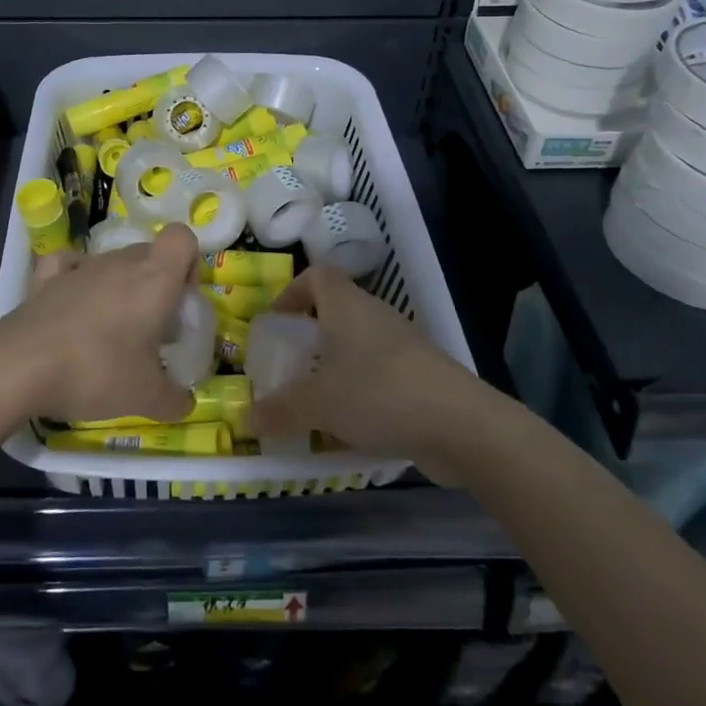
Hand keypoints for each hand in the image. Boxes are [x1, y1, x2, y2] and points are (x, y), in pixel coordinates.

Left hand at [0, 224, 199, 424]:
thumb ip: (174, 399)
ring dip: (119, 286)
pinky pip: (69, 265)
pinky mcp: (46, 278)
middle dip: (156, 283)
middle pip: (149, 253)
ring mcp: (81, 266)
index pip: (182, 238)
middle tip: (150, 328)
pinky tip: (74, 305)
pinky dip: (75, 277)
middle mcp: (120, 262)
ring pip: (112, 262)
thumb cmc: (97, 371)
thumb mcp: (145, 397)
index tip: (180, 301)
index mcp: (154, 278)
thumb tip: (187, 403)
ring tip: (110, 331)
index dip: (189, 263)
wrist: (21, 366)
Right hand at [246, 266, 486, 482]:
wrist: (459, 424)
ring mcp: (402, 345)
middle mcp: (374, 315)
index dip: (293, 291)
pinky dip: (360, 394)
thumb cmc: (377, 393)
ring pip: (358, 347)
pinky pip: (379, 376)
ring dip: (336, 369)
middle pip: (337, 312)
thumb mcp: (318, 403)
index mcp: (346, 305)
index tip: (276, 320)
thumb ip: (281, 409)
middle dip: (311, 337)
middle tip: (290, 367)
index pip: (317, 276)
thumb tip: (246, 419)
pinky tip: (351, 429)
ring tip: (316, 403)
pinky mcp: (421, 375)